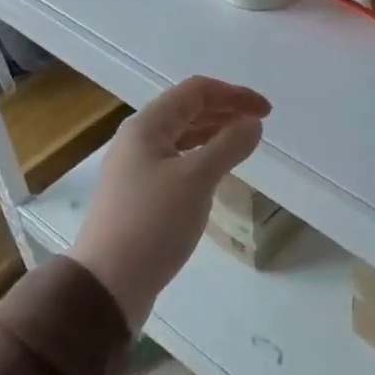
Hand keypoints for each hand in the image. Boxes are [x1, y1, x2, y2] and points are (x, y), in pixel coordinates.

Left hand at [71, 76, 270, 326]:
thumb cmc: (152, 223)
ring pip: (183, 137)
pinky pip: (179, 161)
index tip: (266, 113)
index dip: (234, 95)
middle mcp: (139, 140)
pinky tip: (218, 171)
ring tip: (244, 144)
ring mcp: (137, 168)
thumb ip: (228, 146)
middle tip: (259, 126)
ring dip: (215, 134)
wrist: (108, 284)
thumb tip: (253, 124)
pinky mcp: (141, 194)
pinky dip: (203, 157)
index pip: (196, 91)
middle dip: (226, 111)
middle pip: (188, 110)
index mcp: (147, 126)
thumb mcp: (196, 179)